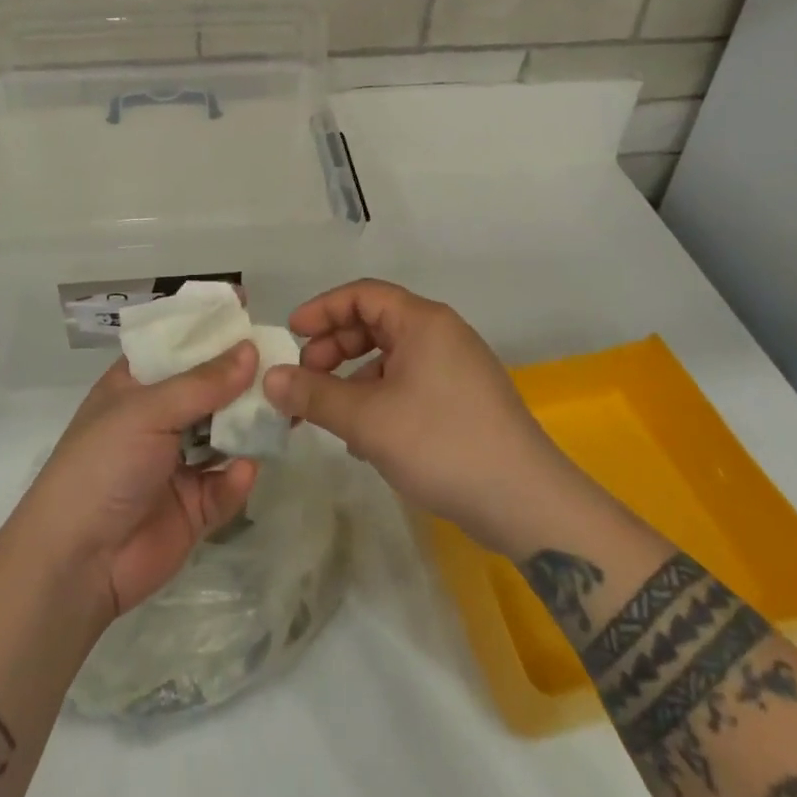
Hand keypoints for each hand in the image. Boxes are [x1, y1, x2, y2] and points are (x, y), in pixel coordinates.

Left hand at [16, 344, 260, 623]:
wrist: (76, 564)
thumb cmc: (101, 466)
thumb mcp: (147, 411)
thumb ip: (203, 383)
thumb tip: (251, 349)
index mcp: (137, 385)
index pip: (176, 342)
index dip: (206, 324)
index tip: (245, 303)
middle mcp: (160, 417)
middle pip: (210, 386)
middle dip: (243, 374)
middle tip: (284, 358)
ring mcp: (178, 462)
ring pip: (226, 432)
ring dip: (251, 422)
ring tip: (286, 408)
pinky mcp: (195, 506)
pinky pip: (226, 483)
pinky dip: (238, 477)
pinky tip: (244, 470)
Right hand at [264, 279, 581, 553]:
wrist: (527, 503)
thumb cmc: (443, 444)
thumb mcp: (368, 420)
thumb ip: (315, 395)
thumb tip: (269, 378)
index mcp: (423, 321)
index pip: (362, 294)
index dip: (322, 310)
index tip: (291, 335)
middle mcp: (441, 334)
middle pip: (375, 323)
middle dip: (334, 348)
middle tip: (304, 380)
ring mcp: (456, 367)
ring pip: (390, 358)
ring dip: (353, 379)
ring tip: (329, 416)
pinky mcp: (464, 400)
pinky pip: (409, 384)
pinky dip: (380, 399)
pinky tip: (365, 439)